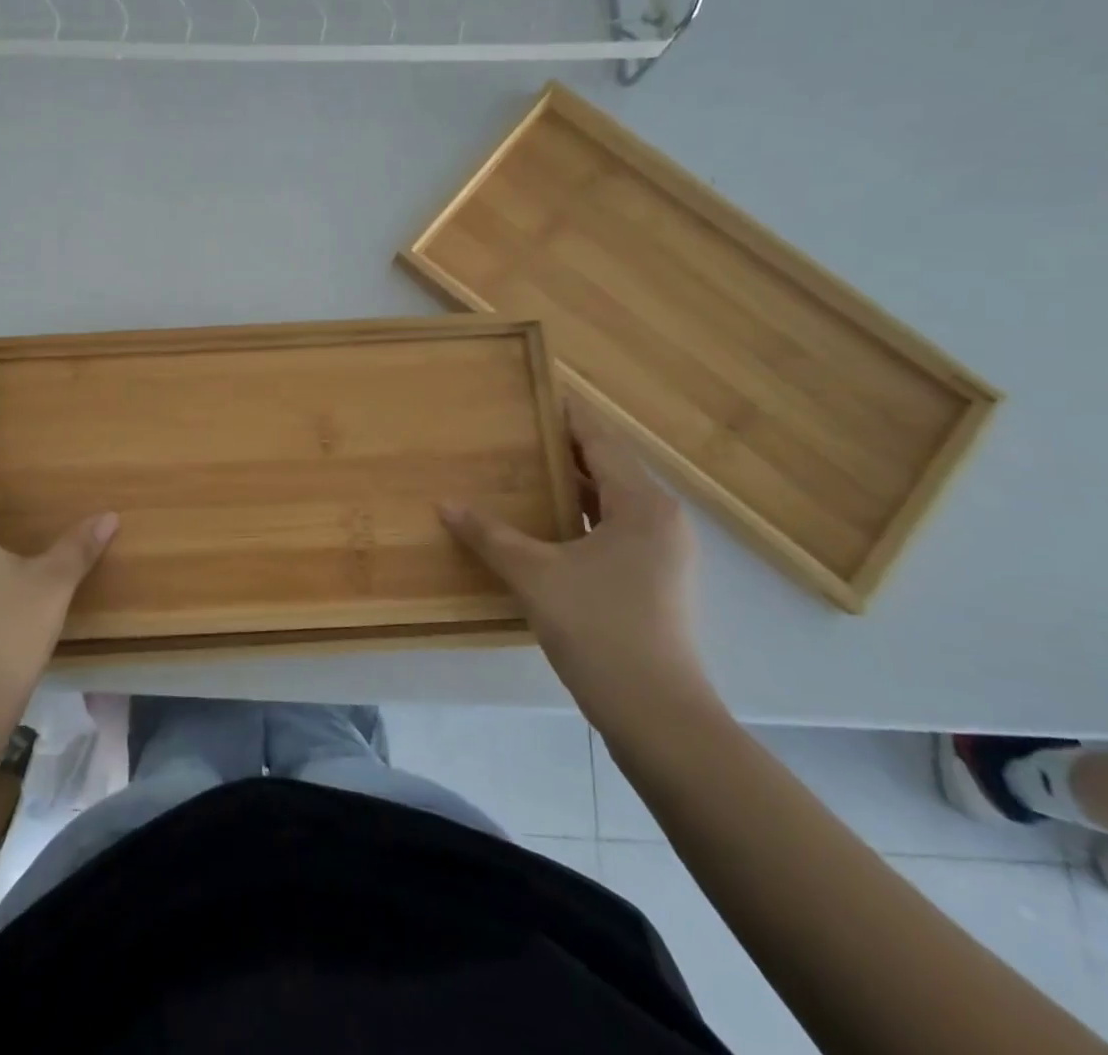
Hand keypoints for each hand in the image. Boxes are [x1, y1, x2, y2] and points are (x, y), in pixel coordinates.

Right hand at [440, 399, 716, 727]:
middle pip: (608, 469)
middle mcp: (660, 520)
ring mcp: (662, 554)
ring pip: (611, 503)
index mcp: (643, 505)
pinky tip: (543, 525)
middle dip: (564, 449)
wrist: (657, 714)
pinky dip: (579, 518)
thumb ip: (490, 535)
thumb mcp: (535, 575)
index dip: (569, 416)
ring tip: (523, 470)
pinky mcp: (653, 583)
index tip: (538, 393)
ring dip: (571, 486)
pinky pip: (612, 531)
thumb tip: (446, 505)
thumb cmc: (600, 627)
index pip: (601, 442)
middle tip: (516, 431)